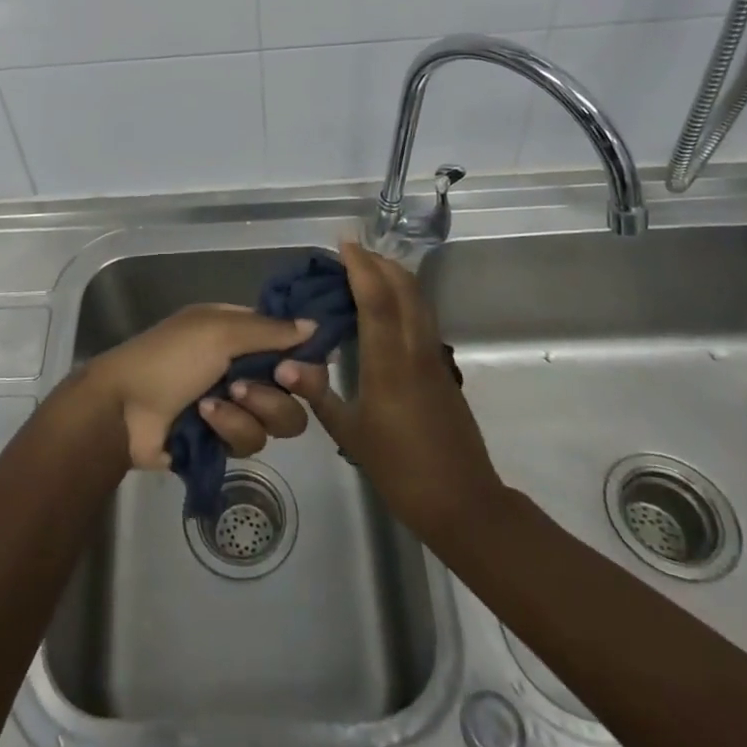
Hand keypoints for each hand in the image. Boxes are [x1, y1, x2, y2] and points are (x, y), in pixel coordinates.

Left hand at [79, 305, 315, 469]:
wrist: (123, 409)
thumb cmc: (169, 357)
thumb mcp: (218, 331)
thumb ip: (270, 330)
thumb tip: (316, 326)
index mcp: (240, 332)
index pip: (291, 343)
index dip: (302, 358)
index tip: (295, 367)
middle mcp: (243, 366)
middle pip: (295, 389)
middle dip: (277, 391)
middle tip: (258, 385)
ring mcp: (235, 405)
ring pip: (277, 420)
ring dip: (248, 411)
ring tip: (213, 403)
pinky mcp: (224, 441)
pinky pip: (250, 442)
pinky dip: (227, 429)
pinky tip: (202, 420)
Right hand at [275, 239, 503, 542]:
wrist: (463, 502)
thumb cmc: (400, 469)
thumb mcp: (351, 434)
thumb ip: (318, 393)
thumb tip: (283, 363)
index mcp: (390, 363)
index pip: (377, 299)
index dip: (361, 267)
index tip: (343, 244)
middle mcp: (416, 350)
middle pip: (404, 288)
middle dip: (379, 262)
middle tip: (350, 251)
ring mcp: (434, 357)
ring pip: (418, 300)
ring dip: (394, 276)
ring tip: (365, 269)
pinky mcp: (442, 369)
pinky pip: (422, 317)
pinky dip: (403, 297)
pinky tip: (384, 308)